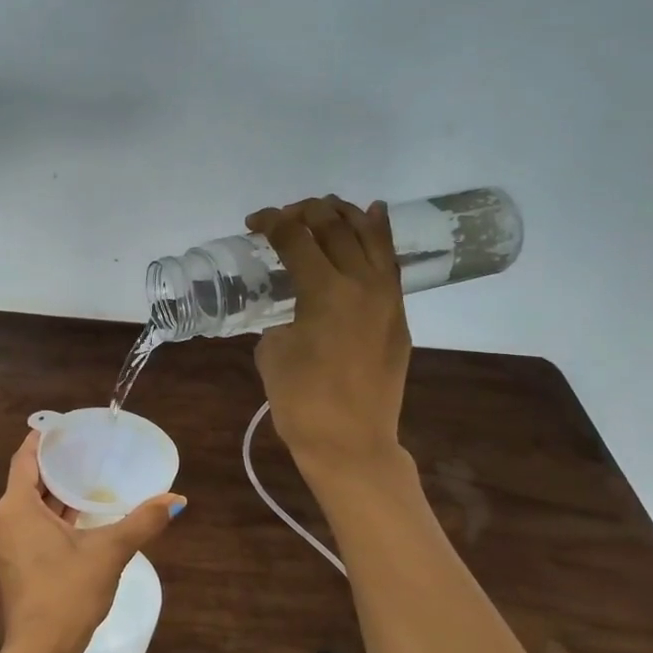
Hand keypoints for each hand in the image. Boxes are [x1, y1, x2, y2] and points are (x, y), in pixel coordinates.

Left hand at [0, 431, 182, 652]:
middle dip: (54, 466)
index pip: (24, 458)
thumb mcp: (110, 552)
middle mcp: (4, 520)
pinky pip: (30, 526)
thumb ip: (143, 521)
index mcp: (17, 507)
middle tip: (85, 451)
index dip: (41, 440)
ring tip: (86, 479)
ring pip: (29, 506)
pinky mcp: (14, 564)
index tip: (64, 427)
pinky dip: (51, 516)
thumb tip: (176, 499)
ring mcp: (6, 545)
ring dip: (54, 494)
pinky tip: (79, 517)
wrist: (41, 652)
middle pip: (27, 481)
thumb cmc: (68, 592)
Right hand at [245, 196, 411, 481]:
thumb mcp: (272, 352)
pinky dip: (379, 236)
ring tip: (324, 209)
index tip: (253, 222)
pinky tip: (372, 216)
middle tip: (283, 218)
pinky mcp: (398, 315)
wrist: (350, 443)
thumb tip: (294, 312)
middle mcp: (361, 283)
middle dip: (305, 212)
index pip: (296, 239)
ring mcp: (387, 298)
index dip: (271, 223)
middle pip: (334, 227)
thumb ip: (281, 319)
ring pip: (370, 236)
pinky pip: (390, 262)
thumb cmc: (301, 402)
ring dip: (344, 215)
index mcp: (324, 291)